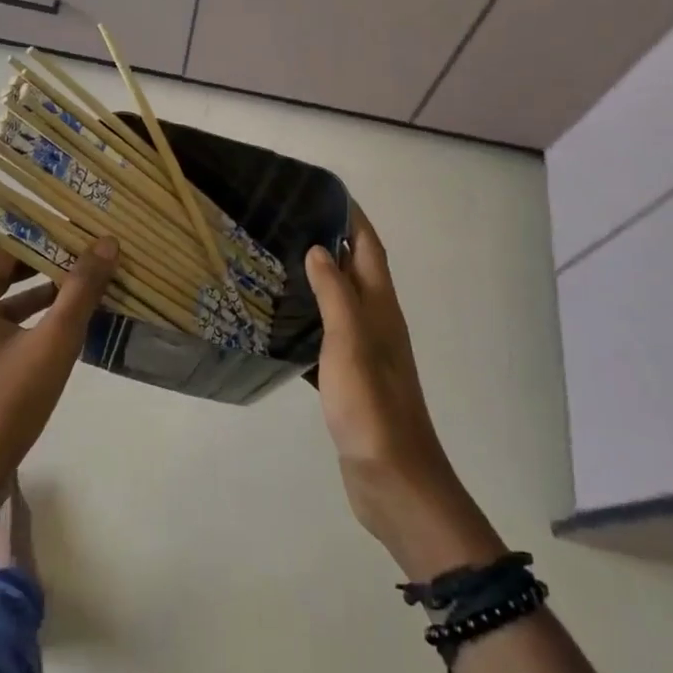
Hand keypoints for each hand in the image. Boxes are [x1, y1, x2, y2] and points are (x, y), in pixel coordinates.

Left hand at [0, 239, 117, 510]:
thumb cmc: (3, 406)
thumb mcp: (52, 344)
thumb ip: (80, 291)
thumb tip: (106, 243)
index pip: (11, 247)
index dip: (51, 238)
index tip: (88, 234)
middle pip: (6, 272)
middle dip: (50, 265)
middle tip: (94, 257)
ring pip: (3, 303)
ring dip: (43, 296)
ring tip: (87, 289)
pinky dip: (28, 324)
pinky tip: (63, 331)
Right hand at [306, 207, 502, 577]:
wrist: (393, 479)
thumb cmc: (372, 405)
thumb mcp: (351, 342)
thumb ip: (336, 294)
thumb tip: (322, 249)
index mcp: (381, 308)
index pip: (369, 249)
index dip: (353, 219)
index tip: (324, 193)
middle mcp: (376, 323)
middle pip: (356, 270)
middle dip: (331, 242)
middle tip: (288, 222)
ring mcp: (365, 353)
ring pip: (340, 302)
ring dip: (319, 280)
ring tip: (279, 261)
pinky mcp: (351, 379)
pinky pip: (328, 335)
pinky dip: (310, 320)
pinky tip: (283, 322)